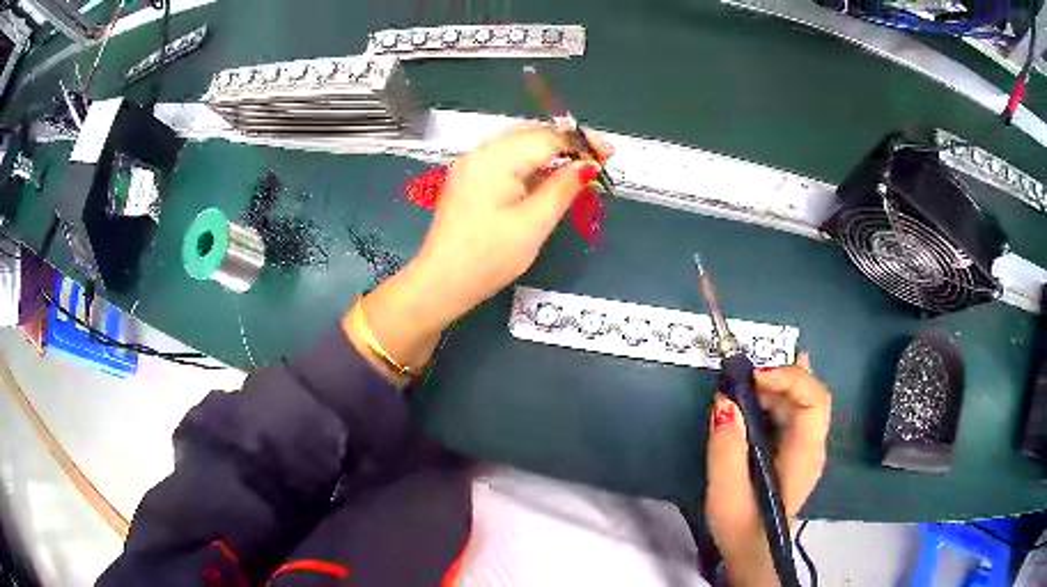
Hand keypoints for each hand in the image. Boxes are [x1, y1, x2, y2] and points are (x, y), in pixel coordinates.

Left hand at [344, 125, 609, 385]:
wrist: (442, 282)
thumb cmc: (489, 257)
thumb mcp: (533, 224)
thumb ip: (562, 188)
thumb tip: (588, 165)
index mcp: (496, 159)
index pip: (547, 137)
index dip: (580, 143)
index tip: (608, 154)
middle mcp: (480, 153)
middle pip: (530, 133)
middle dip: (565, 142)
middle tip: (596, 159)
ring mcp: (471, 164)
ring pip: (517, 143)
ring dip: (548, 149)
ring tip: (576, 166)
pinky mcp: (468, 179)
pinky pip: (504, 158)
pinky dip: (529, 162)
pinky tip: (545, 176)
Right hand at [705, 353, 831, 585]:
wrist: (752, 552)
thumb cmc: (741, 527)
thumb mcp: (726, 492)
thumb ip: (726, 448)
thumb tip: (724, 402)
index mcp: (804, 455)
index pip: (813, 401)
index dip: (790, 379)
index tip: (754, 377)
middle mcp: (813, 445)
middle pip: (811, 394)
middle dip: (781, 377)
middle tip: (743, 377)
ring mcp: (806, 446)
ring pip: (802, 400)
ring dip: (776, 384)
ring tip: (745, 381)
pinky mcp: (795, 449)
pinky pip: (794, 411)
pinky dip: (780, 392)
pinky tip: (769, 381)